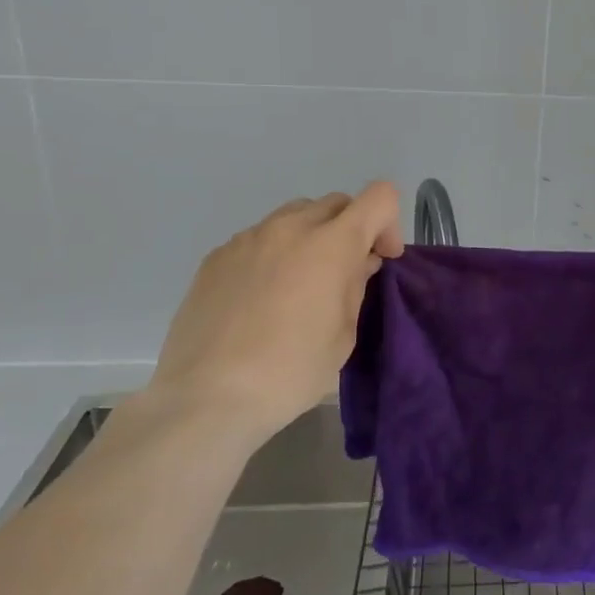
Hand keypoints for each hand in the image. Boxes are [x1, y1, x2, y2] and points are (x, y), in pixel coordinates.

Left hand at [145, 183, 404, 440]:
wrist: (206, 396)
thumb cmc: (290, 371)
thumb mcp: (343, 335)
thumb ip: (356, 286)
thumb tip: (357, 262)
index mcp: (331, 244)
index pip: (379, 197)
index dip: (388, 223)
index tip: (380, 258)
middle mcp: (290, 227)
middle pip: (335, 203)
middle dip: (351, 229)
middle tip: (345, 273)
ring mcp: (248, 238)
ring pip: (294, 216)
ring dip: (311, 238)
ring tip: (301, 284)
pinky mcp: (216, 256)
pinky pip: (259, 239)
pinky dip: (274, 255)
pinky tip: (262, 299)